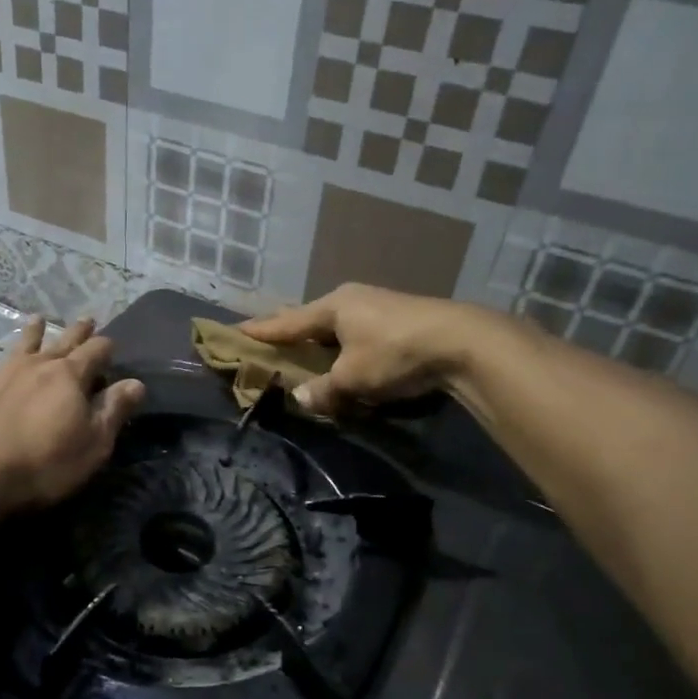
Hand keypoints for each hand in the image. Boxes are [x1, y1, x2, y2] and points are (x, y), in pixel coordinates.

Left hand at [0, 317, 145, 512]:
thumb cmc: (41, 466)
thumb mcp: (92, 445)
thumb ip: (113, 411)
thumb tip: (136, 382)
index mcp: (68, 378)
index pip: (95, 352)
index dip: (105, 348)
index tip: (111, 345)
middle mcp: (33, 366)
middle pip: (60, 343)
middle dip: (76, 332)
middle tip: (86, 320)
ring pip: (18, 346)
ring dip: (30, 333)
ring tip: (37, 320)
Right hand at [239, 284, 476, 416]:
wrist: (462, 342)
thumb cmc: (395, 353)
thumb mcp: (352, 378)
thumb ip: (323, 389)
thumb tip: (299, 398)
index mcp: (333, 306)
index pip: (287, 322)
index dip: (261, 331)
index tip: (235, 332)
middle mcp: (352, 300)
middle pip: (311, 319)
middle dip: (291, 332)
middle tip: (268, 340)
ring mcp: (378, 307)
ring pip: (337, 327)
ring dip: (321, 343)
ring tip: (306, 354)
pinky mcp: (399, 321)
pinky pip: (358, 335)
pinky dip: (345, 349)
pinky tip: (346, 361)